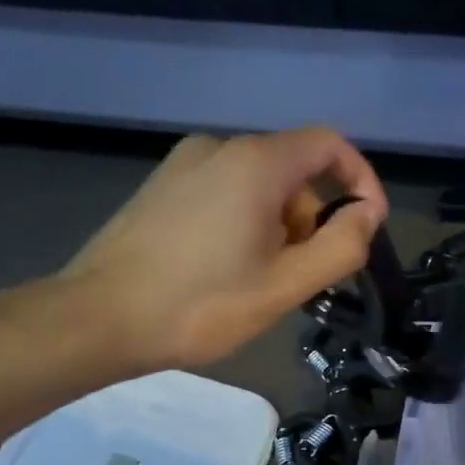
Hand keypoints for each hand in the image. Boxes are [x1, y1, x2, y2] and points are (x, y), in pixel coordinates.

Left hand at [57, 127, 386, 372]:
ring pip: (258, 186)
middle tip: (303, 277)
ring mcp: (183, 164)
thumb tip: (367, 214)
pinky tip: (226, 271)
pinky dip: (245, 224)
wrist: (97, 318)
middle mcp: (219, 148)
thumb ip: (341, 246)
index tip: (366, 228)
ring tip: (261, 282)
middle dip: (312, 220)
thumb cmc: (200, 304)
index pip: (329, 145)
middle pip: (293, 171)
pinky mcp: (161, 187)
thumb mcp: (285, 285)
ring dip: (279, 228)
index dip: (360, 181)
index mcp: (255, 162)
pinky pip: (224, 193)